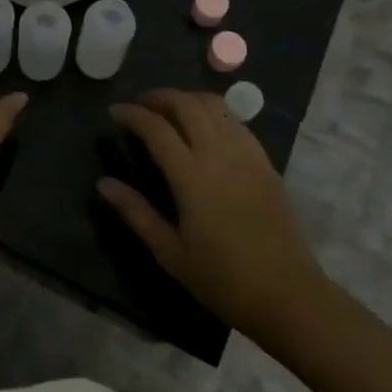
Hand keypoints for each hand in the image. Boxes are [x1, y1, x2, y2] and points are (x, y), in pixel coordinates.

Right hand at [99, 89, 320, 339]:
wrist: (288, 294)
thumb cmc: (223, 279)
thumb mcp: (170, 253)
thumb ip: (136, 212)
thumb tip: (103, 183)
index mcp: (191, 175)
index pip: (156, 127)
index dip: (132, 114)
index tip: (114, 112)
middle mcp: (218, 153)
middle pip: (186, 104)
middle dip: (158, 96)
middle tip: (139, 105)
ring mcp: (246, 153)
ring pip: (213, 104)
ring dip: (186, 99)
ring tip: (168, 110)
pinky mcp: (265, 161)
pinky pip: (234, 120)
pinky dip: (212, 112)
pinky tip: (203, 127)